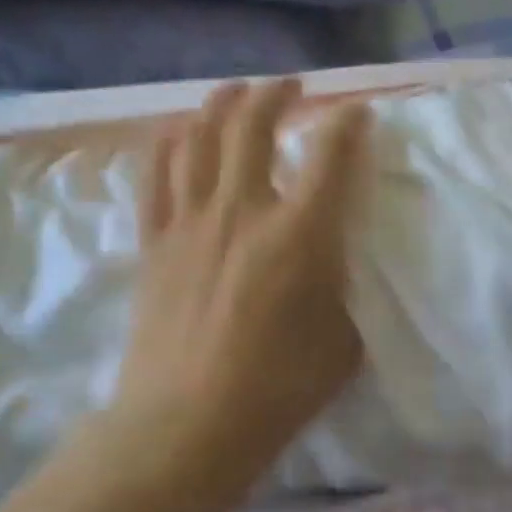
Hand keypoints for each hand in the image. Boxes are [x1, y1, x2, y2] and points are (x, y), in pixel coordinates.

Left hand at [102, 78, 369, 483]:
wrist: (187, 425)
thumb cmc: (280, 388)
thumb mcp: (344, 337)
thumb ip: (345, 283)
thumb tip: (338, 255)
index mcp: (300, 233)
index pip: (330, 155)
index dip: (348, 123)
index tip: (358, 111)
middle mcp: (243, 211)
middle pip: (253, 126)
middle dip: (276, 95)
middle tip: (291, 86)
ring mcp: (190, 223)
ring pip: (199, 138)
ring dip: (220, 105)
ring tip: (235, 90)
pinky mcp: (154, 243)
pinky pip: (156, 175)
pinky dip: (168, 143)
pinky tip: (178, 130)